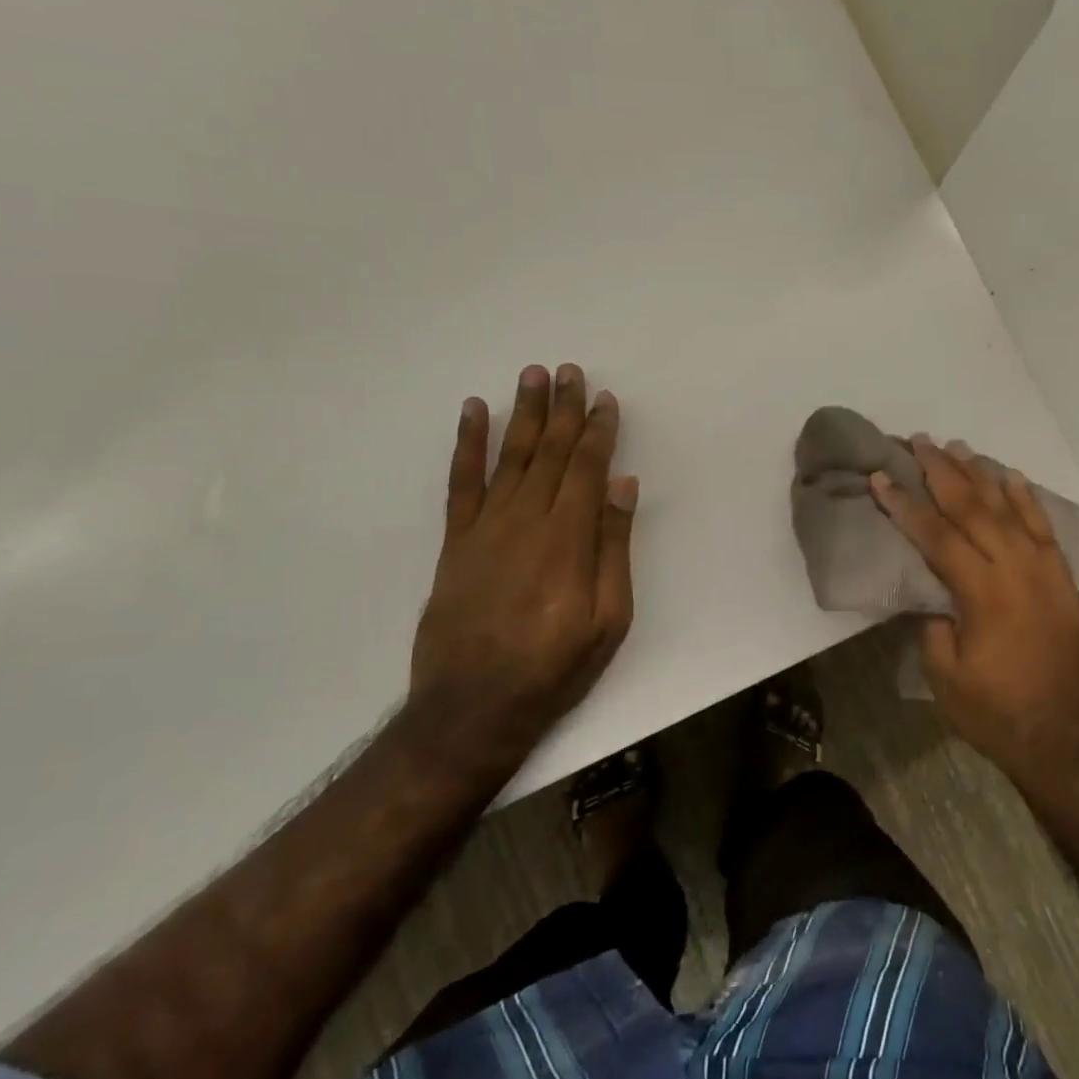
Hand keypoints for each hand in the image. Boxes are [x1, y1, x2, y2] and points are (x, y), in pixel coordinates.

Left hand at [410, 364, 637, 750]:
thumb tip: (623, 486)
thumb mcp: (609, 618)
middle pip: (551, 452)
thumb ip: (614, 547)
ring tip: (532, 375)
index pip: (588, 468)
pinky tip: (473, 412)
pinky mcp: (456, 541)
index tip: (605, 398)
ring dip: (523, 413)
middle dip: (563, 408)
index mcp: (569, 538)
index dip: (598, 430)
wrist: (472, 707)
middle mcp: (527, 520)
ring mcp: (486, 527)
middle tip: (569, 370)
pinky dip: (467, 444)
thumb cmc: (555, 666)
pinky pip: (461, 482)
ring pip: (510, 456)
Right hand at [870, 436, 1078, 788]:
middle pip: (974, 509)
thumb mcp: (943, 675)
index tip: (881, 477)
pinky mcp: (1062, 581)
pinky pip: (1044, 528)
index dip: (906, 504)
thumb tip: (932, 591)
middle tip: (920, 441)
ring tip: (958, 447)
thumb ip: (932, 623)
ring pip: (1009, 510)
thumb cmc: (994, 713)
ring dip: (981, 475)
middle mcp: (1016, 571)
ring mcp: (1045, 572)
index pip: (937, 536)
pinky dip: (1027, 499)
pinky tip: (1011, 476)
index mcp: (982, 594)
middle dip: (942, 472)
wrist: (1064, 738)